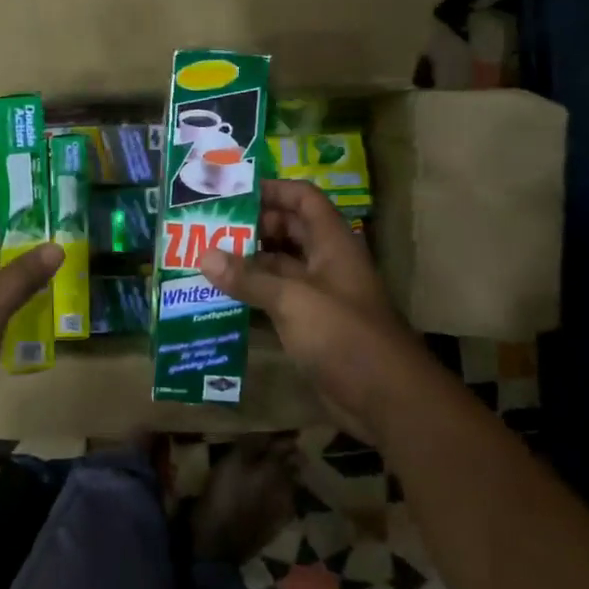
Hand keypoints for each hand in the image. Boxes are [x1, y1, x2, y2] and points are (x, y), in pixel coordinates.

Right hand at [199, 179, 425, 435]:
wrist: (386, 398)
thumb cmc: (344, 335)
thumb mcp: (293, 300)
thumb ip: (249, 277)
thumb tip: (204, 256)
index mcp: (332, 243)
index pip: (303, 199)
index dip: (272, 190)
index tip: (231, 194)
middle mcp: (326, 262)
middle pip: (287, 230)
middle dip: (250, 227)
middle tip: (206, 227)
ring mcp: (318, 295)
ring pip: (278, 266)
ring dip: (246, 262)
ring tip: (202, 258)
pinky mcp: (310, 325)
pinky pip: (275, 299)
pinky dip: (250, 295)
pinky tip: (217, 296)